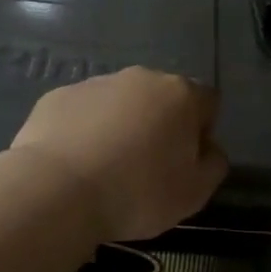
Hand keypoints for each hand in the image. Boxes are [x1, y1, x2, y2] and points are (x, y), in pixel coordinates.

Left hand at [10, 67, 228, 242]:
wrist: (56, 190)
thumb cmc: (136, 192)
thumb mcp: (194, 193)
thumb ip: (214, 165)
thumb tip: (209, 149)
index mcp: (180, 94)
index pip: (208, 102)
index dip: (202, 132)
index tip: (186, 162)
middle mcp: (141, 78)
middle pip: (162, 98)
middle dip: (160, 125)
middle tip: (147, 167)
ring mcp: (96, 83)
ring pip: (120, 103)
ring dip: (122, 126)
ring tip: (106, 169)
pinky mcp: (58, 96)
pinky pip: (83, 112)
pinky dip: (85, 131)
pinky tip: (75, 164)